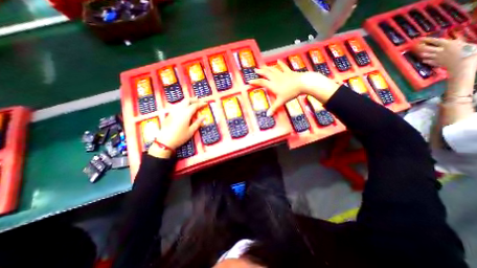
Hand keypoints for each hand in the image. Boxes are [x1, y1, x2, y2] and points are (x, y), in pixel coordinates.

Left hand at [149, 100, 204, 158]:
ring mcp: (173, 111)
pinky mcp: (170, 114)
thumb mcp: (191, 131)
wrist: (165, 141)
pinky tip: (185, 107)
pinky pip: (178, 105)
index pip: (195, 106)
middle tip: (199, 100)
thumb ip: (198, 122)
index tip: (206, 103)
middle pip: (187, 100)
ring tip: (193, 102)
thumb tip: (204, 117)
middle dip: (194, 99)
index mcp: (186, 114)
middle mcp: (179, 110)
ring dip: (188, 101)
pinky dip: (183, 104)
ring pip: (181, 102)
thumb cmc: (180, 137)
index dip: (201, 104)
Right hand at [250, 60, 338, 114]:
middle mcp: (275, 78)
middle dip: (260, 72)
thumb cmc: (291, 93)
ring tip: (263, 66)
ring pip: (273, 69)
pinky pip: (283, 67)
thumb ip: (274, 108)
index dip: (255, 82)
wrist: (303, 83)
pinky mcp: (288, 72)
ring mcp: (282, 74)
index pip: (262, 82)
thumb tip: (268, 115)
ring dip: (267, 68)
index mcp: (273, 85)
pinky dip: (280, 64)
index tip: (249, 81)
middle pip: (266, 74)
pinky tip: (278, 61)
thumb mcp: (281, 101)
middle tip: (255, 70)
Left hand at [415, 37, 476, 74]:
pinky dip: (424, 60)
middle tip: (417, 46)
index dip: (427, 40)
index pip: (435, 41)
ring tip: (419, 53)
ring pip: (425, 55)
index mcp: (448, 44)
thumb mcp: (465, 43)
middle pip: (426, 48)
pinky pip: (427, 61)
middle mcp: (439, 50)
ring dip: (422, 54)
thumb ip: (458, 41)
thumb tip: (455, 38)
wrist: (463, 62)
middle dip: (421, 47)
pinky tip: (423, 59)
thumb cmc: (469, 51)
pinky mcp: (435, 62)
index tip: (420, 39)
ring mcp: (436, 57)